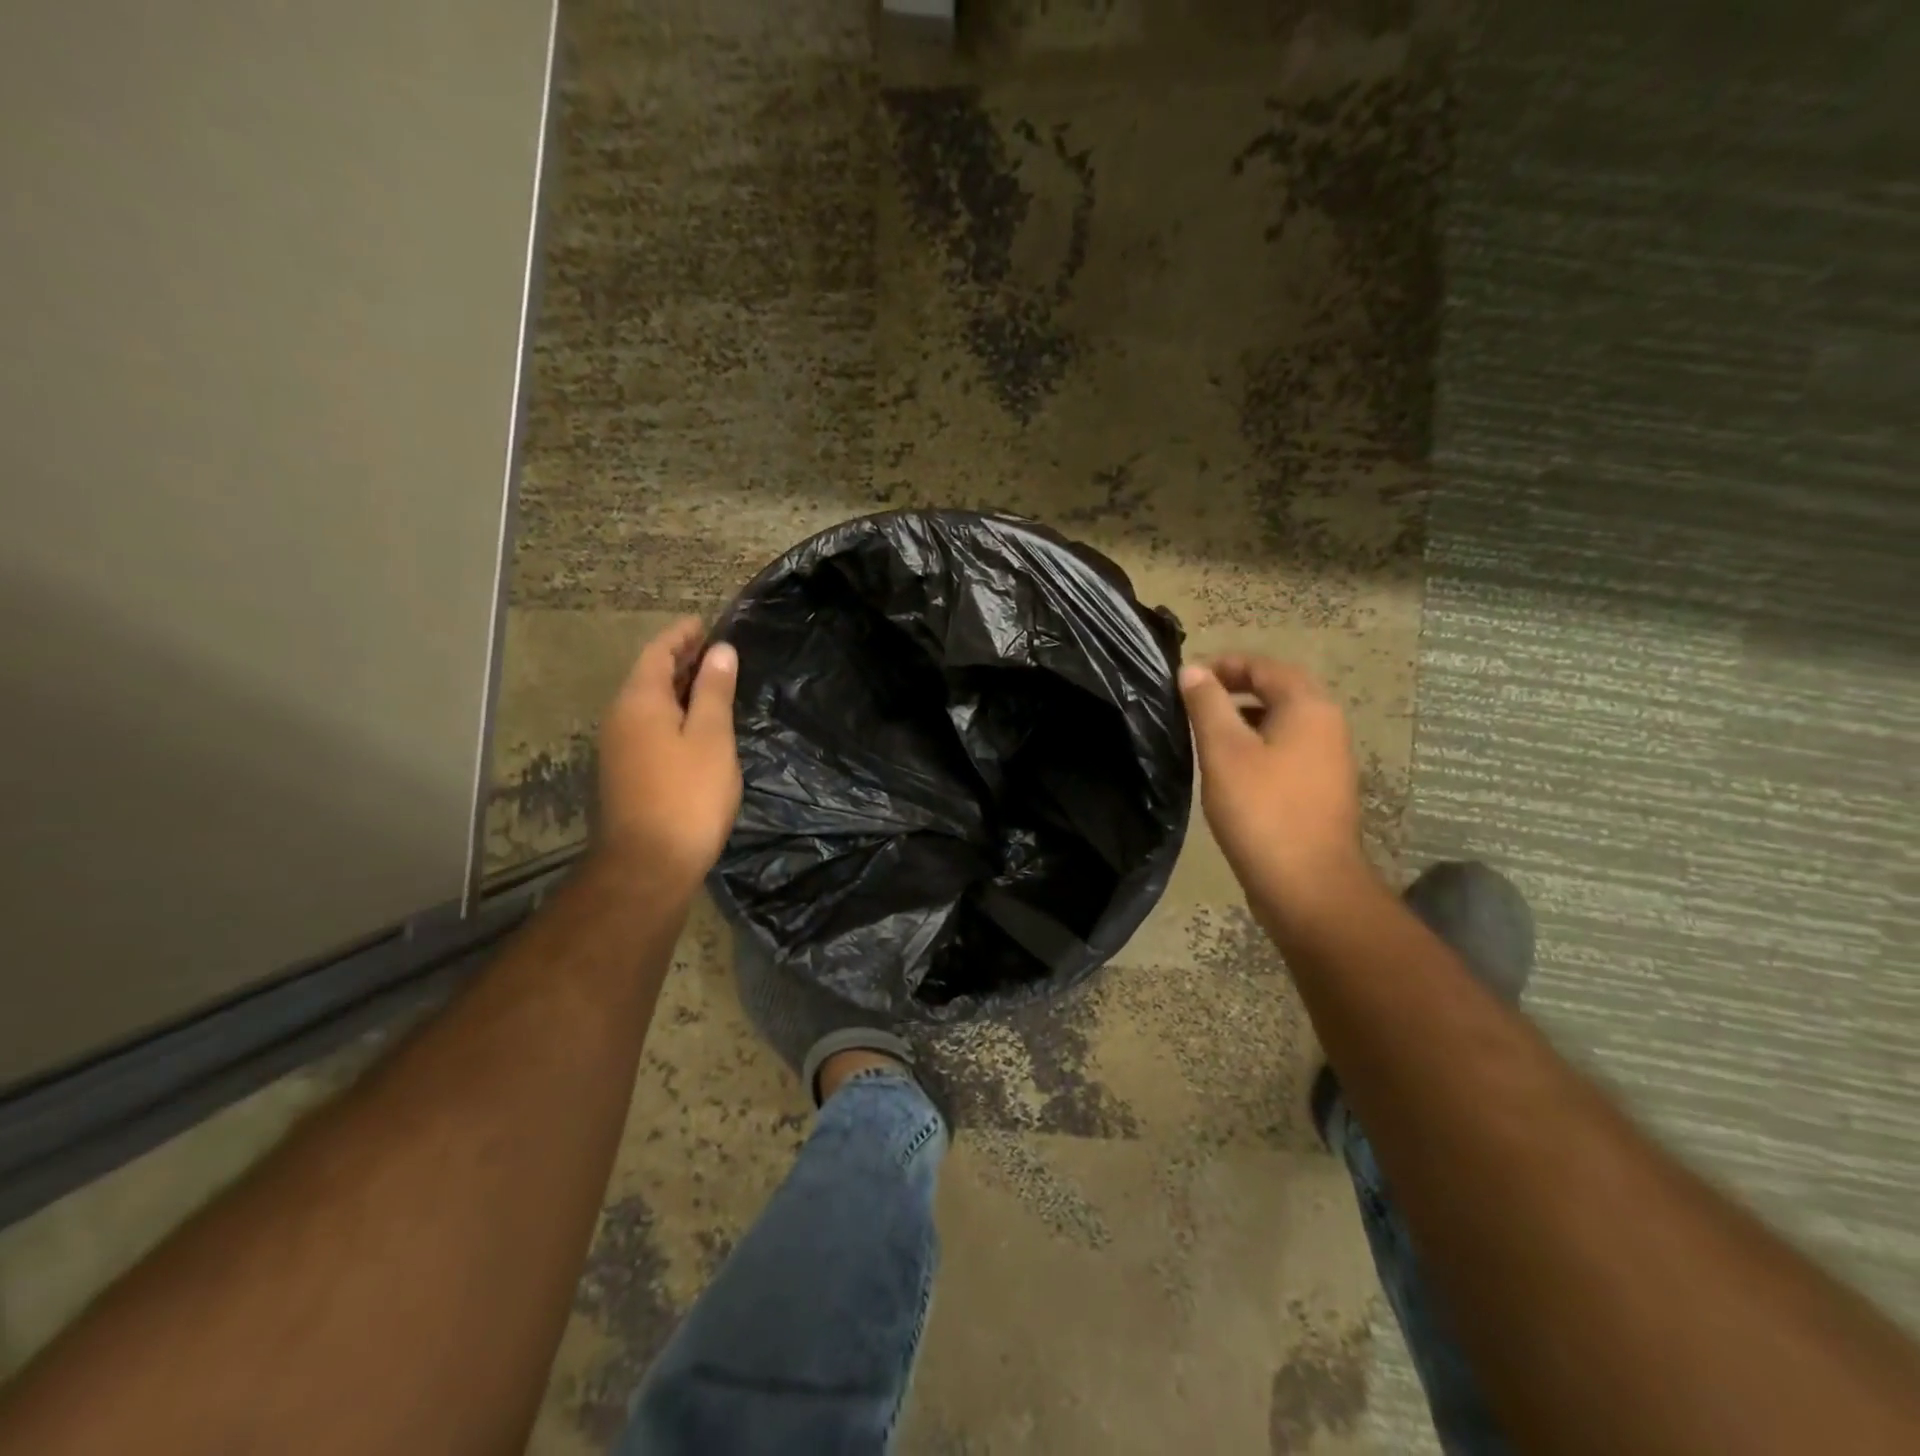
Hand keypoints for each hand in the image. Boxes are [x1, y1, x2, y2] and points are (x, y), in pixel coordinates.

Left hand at [594, 618, 741, 893]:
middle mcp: (621, 717)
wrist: (648, 863)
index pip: (658, 653)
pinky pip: (648, 726)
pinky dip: (672, 713)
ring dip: (677, 688)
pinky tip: (695, 725)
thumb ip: (714, 691)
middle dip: (680, 659)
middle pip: (649, 676)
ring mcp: (618, 747)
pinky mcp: (625, 772)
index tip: (705, 624)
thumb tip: (720, 651)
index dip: (682, 636)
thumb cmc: (687, 795)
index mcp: (640, 701)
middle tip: (715, 650)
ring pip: (649, 703)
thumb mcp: (711, 738)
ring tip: (712, 683)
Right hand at [1178, 655, 1370, 915]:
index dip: (1226, 664)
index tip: (1188, 677)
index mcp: (1308, 708)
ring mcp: (1328, 760)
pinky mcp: (1320, 789)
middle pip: (1279, 691)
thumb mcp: (1224, 751)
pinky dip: (1258, 745)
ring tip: (1205, 731)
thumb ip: (1207, 705)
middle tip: (1195, 699)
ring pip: (1283, 722)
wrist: (1307, 885)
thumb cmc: (1262, 810)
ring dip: (1246, 717)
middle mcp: (1327, 726)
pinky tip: (1229, 768)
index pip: (1265, 666)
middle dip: (1237, 688)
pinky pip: (1287, 750)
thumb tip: (1193, 669)